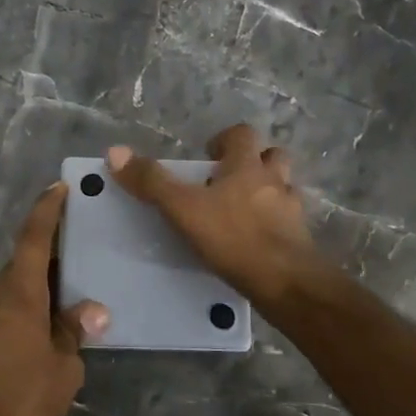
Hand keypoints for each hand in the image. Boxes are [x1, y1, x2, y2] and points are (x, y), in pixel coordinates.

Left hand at [0, 183, 108, 415]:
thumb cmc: (24, 397)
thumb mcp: (63, 368)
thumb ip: (74, 333)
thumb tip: (92, 311)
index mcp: (20, 294)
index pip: (34, 239)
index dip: (46, 211)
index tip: (56, 187)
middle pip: (22, 266)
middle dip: (48, 257)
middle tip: (76, 254)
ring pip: (10, 294)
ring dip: (35, 291)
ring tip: (64, 301)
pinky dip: (20, 316)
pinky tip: (38, 336)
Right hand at [108, 124, 325, 311]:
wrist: (285, 281)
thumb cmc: (233, 237)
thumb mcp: (183, 209)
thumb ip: (152, 182)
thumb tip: (115, 152)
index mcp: (247, 166)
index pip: (243, 134)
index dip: (226, 139)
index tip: (210, 154)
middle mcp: (274, 181)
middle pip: (273, 156)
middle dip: (254, 162)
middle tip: (228, 180)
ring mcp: (292, 210)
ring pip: (284, 188)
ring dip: (268, 191)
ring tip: (244, 209)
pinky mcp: (300, 239)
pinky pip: (288, 222)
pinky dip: (275, 224)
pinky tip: (258, 240)